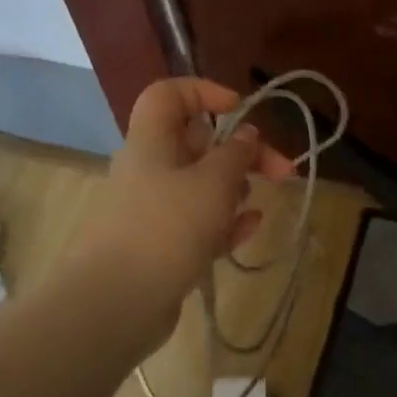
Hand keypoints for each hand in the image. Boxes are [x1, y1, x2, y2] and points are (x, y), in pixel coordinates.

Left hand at [71, 77, 294, 347]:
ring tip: (258, 203)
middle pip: (197, 144)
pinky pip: (198, 223)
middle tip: (282, 169)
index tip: (241, 109)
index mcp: (152, 142)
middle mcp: (149, 170)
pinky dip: (224, 222)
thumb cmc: (166, 228)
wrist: (114, 304)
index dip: (204, 92)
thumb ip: (235, 154)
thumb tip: (246, 134)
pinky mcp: (160, 247)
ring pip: (200, 186)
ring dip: (234, 188)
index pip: (169, 95)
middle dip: (242, 151)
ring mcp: (153, 210)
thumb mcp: (212, 183)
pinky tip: (249, 229)